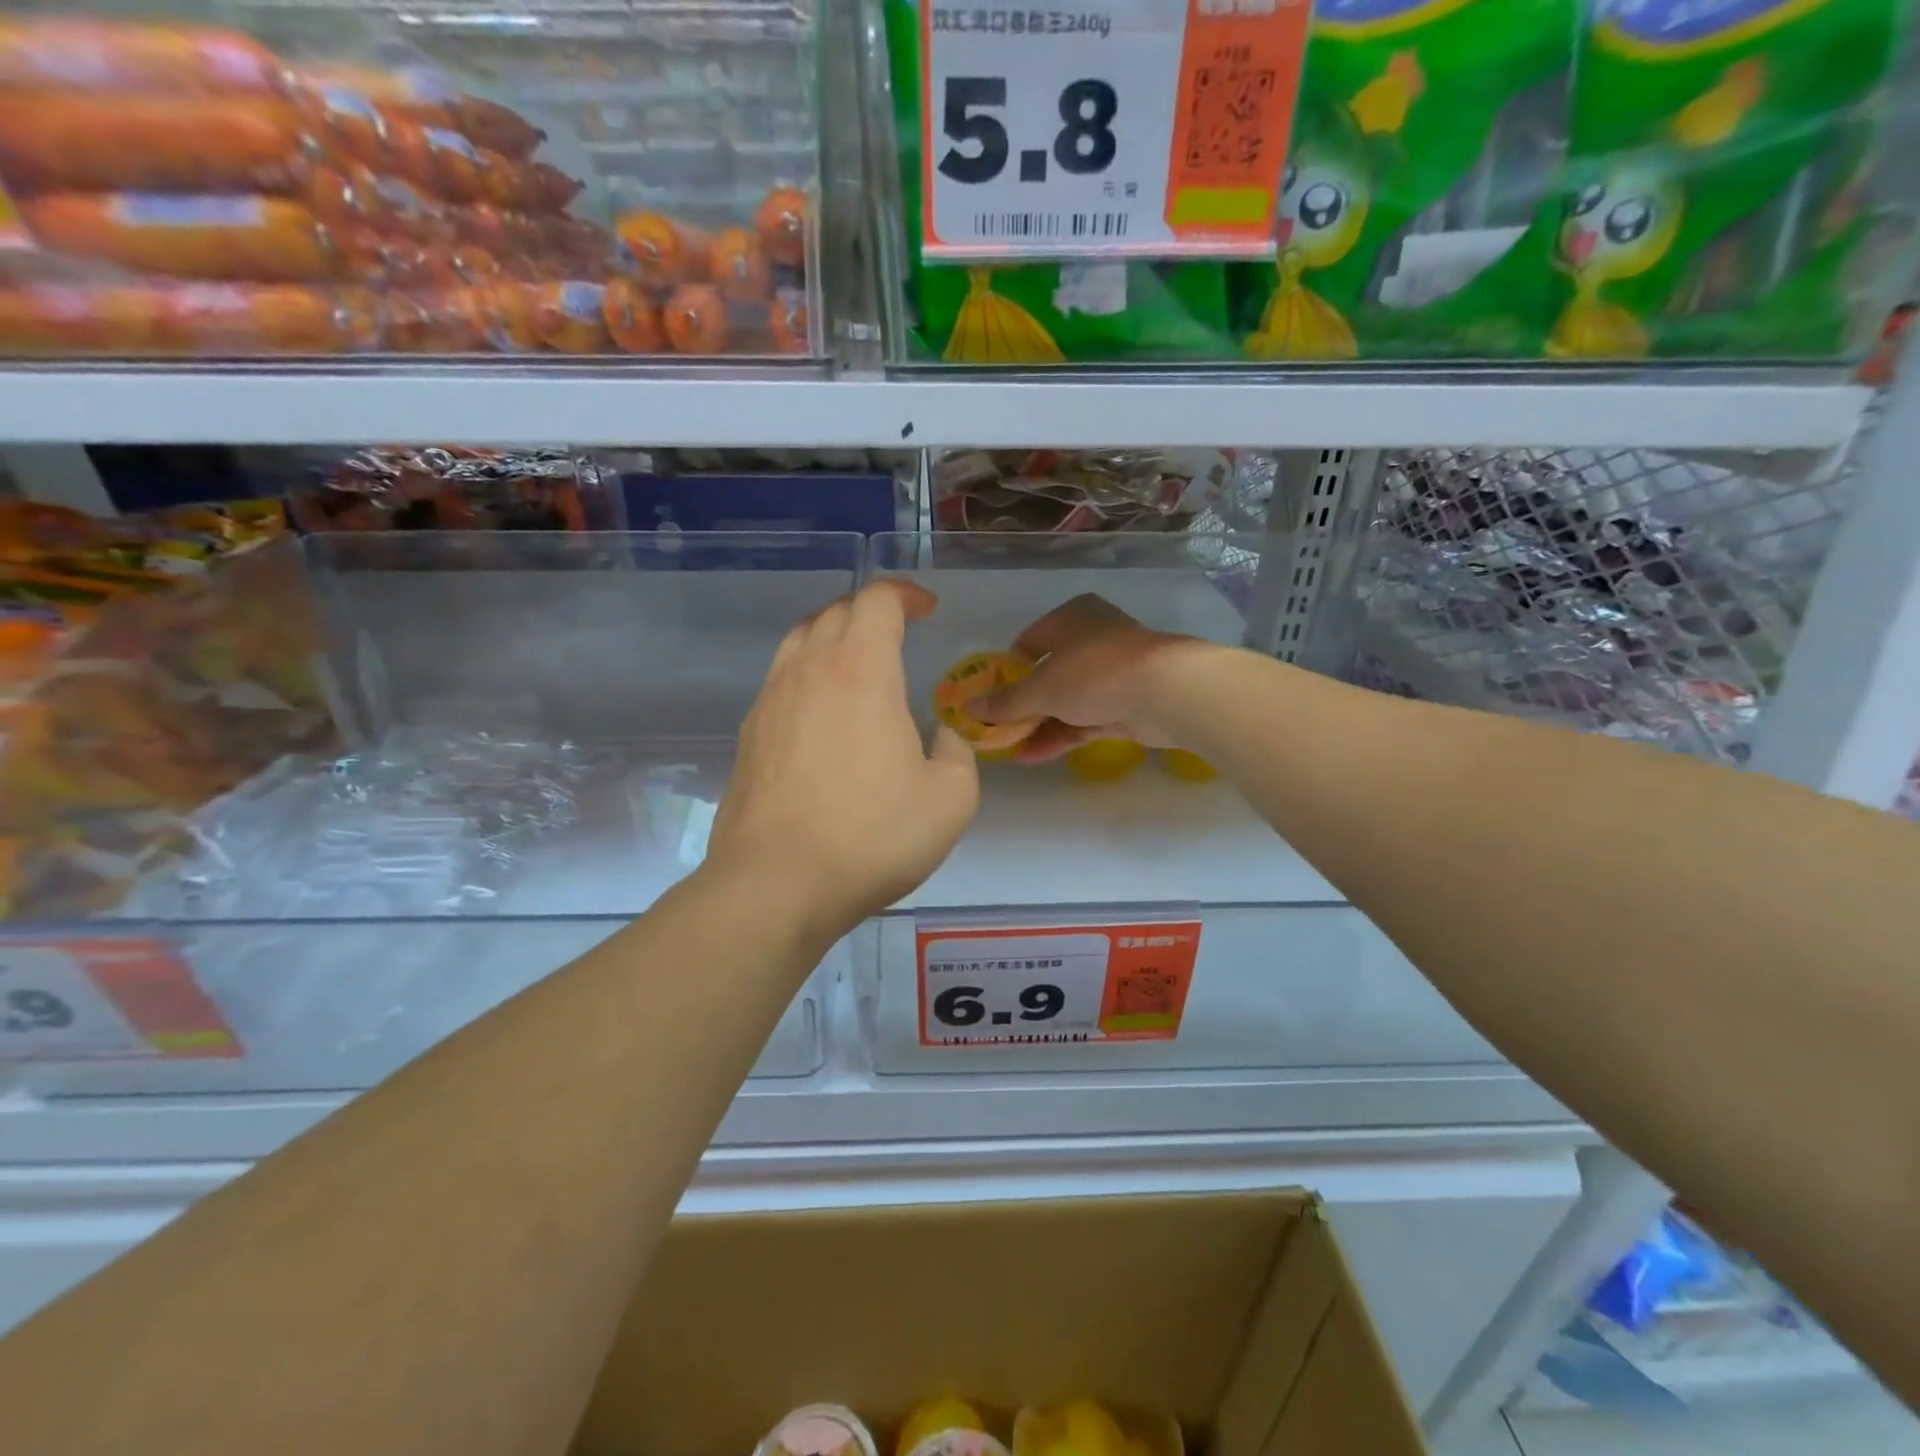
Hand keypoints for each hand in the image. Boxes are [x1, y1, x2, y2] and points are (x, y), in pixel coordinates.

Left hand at [709, 580, 979, 938]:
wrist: (777, 883)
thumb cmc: (872, 836)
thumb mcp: (950, 799)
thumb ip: (957, 754)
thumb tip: (942, 738)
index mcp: (861, 670)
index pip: (877, 600)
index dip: (906, 594)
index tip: (928, 610)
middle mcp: (809, 670)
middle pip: (835, 612)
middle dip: (870, 611)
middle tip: (897, 633)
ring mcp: (770, 700)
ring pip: (799, 640)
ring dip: (832, 637)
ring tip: (857, 663)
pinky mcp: (748, 735)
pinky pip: (780, 680)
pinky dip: (807, 675)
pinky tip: (823, 714)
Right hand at [973, 594, 1207, 762]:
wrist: (1165, 692)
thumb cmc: (1094, 673)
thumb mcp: (1040, 688)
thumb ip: (1004, 702)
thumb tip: (969, 709)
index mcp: (1070, 618)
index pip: (1029, 641)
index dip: (1006, 670)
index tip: (989, 697)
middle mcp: (1091, 639)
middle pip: (1047, 674)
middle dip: (1021, 704)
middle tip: (996, 728)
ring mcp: (1111, 674)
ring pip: (1066, 701)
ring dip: (1038, 725)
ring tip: (1007, 749)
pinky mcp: (1125, 705)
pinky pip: (1084, 721)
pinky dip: (1060, 736)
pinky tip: (1032, 756)